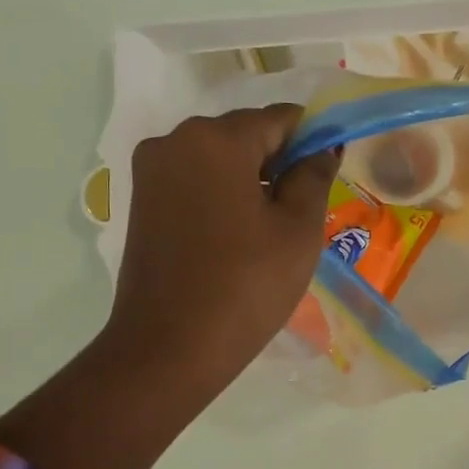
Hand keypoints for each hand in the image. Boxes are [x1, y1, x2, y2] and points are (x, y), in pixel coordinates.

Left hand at [99, 106, 335, 409]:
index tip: (327, 180)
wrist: (169, 348)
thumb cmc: (246, 286)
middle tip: (300, 214)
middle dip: (278, 162)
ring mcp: (151, 171)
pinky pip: (194, 181)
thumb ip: (314, 176)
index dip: (312, 142)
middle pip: (245, 134)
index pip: (281, 119)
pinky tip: (236, 237)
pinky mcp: (140, 201)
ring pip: (218, 159)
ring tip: (268, 232)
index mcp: (216, 138)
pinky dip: (221, 195)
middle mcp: (175, 140)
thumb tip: (322, 147)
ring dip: (249, 180)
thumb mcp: (298, 230)